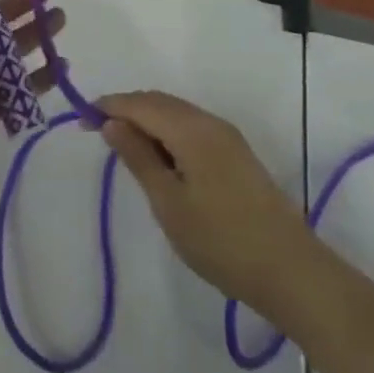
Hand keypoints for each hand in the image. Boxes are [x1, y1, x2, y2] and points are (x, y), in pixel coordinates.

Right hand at [97, 91, 313, 317]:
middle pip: (159, 102)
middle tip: (98, 131)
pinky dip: (168, 132)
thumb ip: (139, 158)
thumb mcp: (169, 204)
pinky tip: (160, 158)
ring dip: (148, 121)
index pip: (140, 103)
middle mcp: (209, 121)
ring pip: (176, 113)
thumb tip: (112, 123)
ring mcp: (226, 136)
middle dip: (127, 109)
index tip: (82, 118)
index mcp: (190, 128)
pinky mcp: (236, 153)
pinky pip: (191, 127)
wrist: (291, 270)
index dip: (110, 105)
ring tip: (125, 146)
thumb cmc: (221, 240)